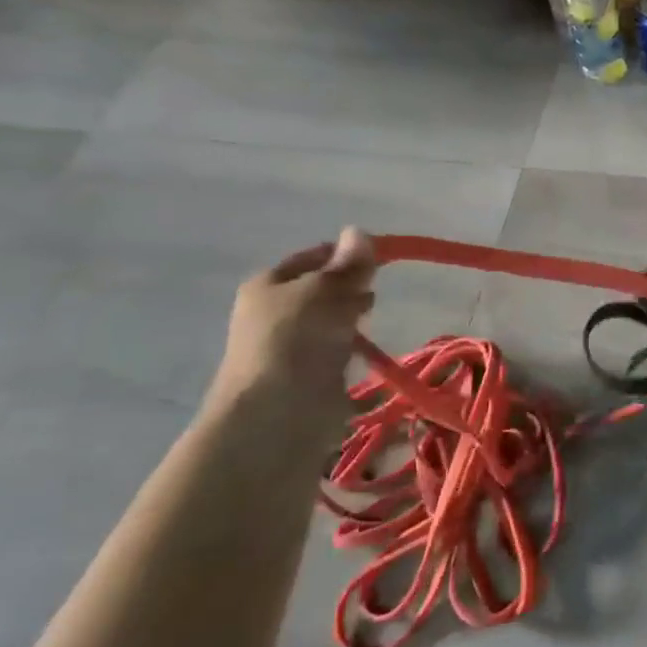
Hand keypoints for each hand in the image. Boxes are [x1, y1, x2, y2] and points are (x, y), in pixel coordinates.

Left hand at [213, 227, 377, 406]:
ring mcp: (291, 346)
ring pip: (332, 320)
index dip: (345, 256)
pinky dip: (352, 349)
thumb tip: (358, 231)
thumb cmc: (296, 339)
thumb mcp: (326, 290)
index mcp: (268, 284)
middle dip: (351, 288)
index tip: (378, 262)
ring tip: (370, 322)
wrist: (277, 415)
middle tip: (373, 295)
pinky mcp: (308, 376)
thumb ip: (347, 265)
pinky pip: (336, 351)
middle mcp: (275, 312)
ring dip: (352, 319)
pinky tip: (365, 352)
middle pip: (323, 289)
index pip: (313, 257)